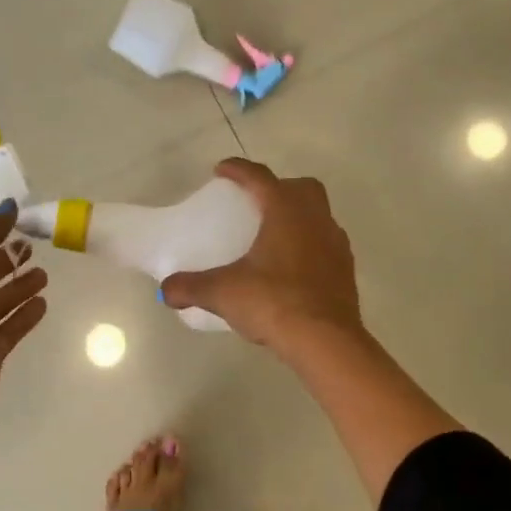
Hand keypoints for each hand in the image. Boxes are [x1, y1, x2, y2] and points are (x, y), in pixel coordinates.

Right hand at [160, 158, 363, 353]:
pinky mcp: (346, 269)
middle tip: (254, 203)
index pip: (260, 177)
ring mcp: (336, 243)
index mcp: (286, 210)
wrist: (326, 341)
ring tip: (272, 236)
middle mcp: (315, 218)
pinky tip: (291, 267)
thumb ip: (191, 287)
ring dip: (297, 216)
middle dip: (278, 188)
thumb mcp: (224, 293)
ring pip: (318, 215)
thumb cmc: (274, 302)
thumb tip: (165, 290)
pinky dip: (309, 245)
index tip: (221, 170)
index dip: (238, 170)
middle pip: (300, 188)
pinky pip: (326, 244)